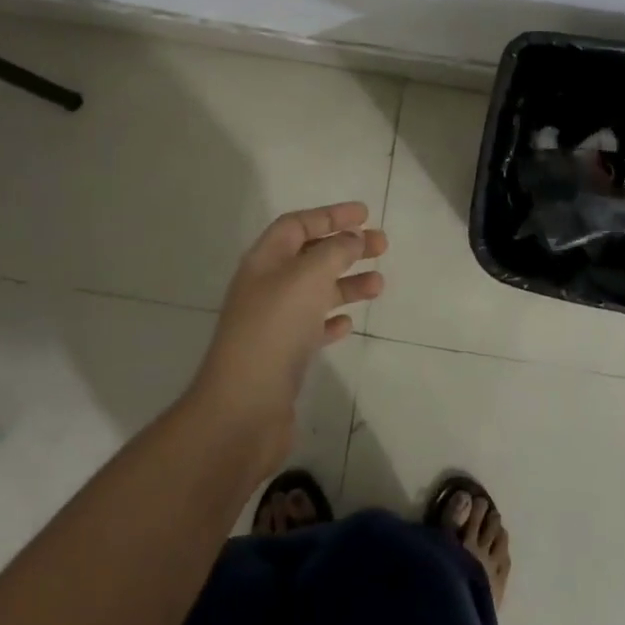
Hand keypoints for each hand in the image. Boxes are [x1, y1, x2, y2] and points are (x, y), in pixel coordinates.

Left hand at [189, 202, 386, 467]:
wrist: (242, 410)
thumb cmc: (275, 331)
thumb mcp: (307, 278)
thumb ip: (334, 252)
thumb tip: (352, 238)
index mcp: (265, 261)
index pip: (298, 224)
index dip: (330, 215)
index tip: (365, 214)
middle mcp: (266, 287)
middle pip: (310, 255)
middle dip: (346, 247)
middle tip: (382, 246)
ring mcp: (273, 323)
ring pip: (315, 292)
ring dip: (347, 283)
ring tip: (379, 285)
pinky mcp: (282, 357)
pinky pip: (311, 327)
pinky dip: (332, 319)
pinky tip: (349, 323)